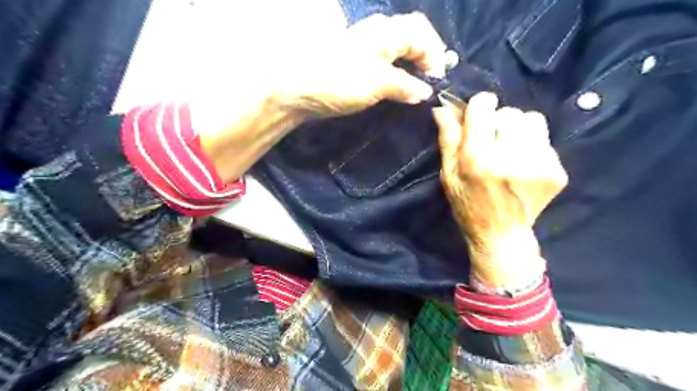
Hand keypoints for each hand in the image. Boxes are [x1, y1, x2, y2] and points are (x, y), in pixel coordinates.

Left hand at [276, 13, 445, 116]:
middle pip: (411, 38)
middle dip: (425, 58)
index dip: (435, 54)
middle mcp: (377, 34)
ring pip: (397, 50)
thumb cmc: (339, 81)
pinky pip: (384, 63)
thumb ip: (405, 85)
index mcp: (386, 32)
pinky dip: (396, 74)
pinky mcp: (354, 65)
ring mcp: (363, 48)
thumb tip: (425, 92)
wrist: (296, 89)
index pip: (421, 33)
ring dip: (411, 66)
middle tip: (430, 83)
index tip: (438, 81)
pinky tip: (396, 88)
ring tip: (417, 87)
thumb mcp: (378, 83)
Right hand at [434, 92, 564, 287]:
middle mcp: (510, 157)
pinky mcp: (556, 171)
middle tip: (492, 142)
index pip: (484, 105)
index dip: (479, 107)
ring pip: (533, 120)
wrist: (502, 234)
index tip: (477, 118)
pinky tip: (523, 166)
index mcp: (478, 158)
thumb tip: (443, 107)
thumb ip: (448, 139)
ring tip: (510, 150)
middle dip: (498, 121)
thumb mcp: (448, 174)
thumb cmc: (468, 204)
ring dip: (519, 130)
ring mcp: (538, 164)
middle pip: (510, 111)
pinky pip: (545, 141)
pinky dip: (532, 147)